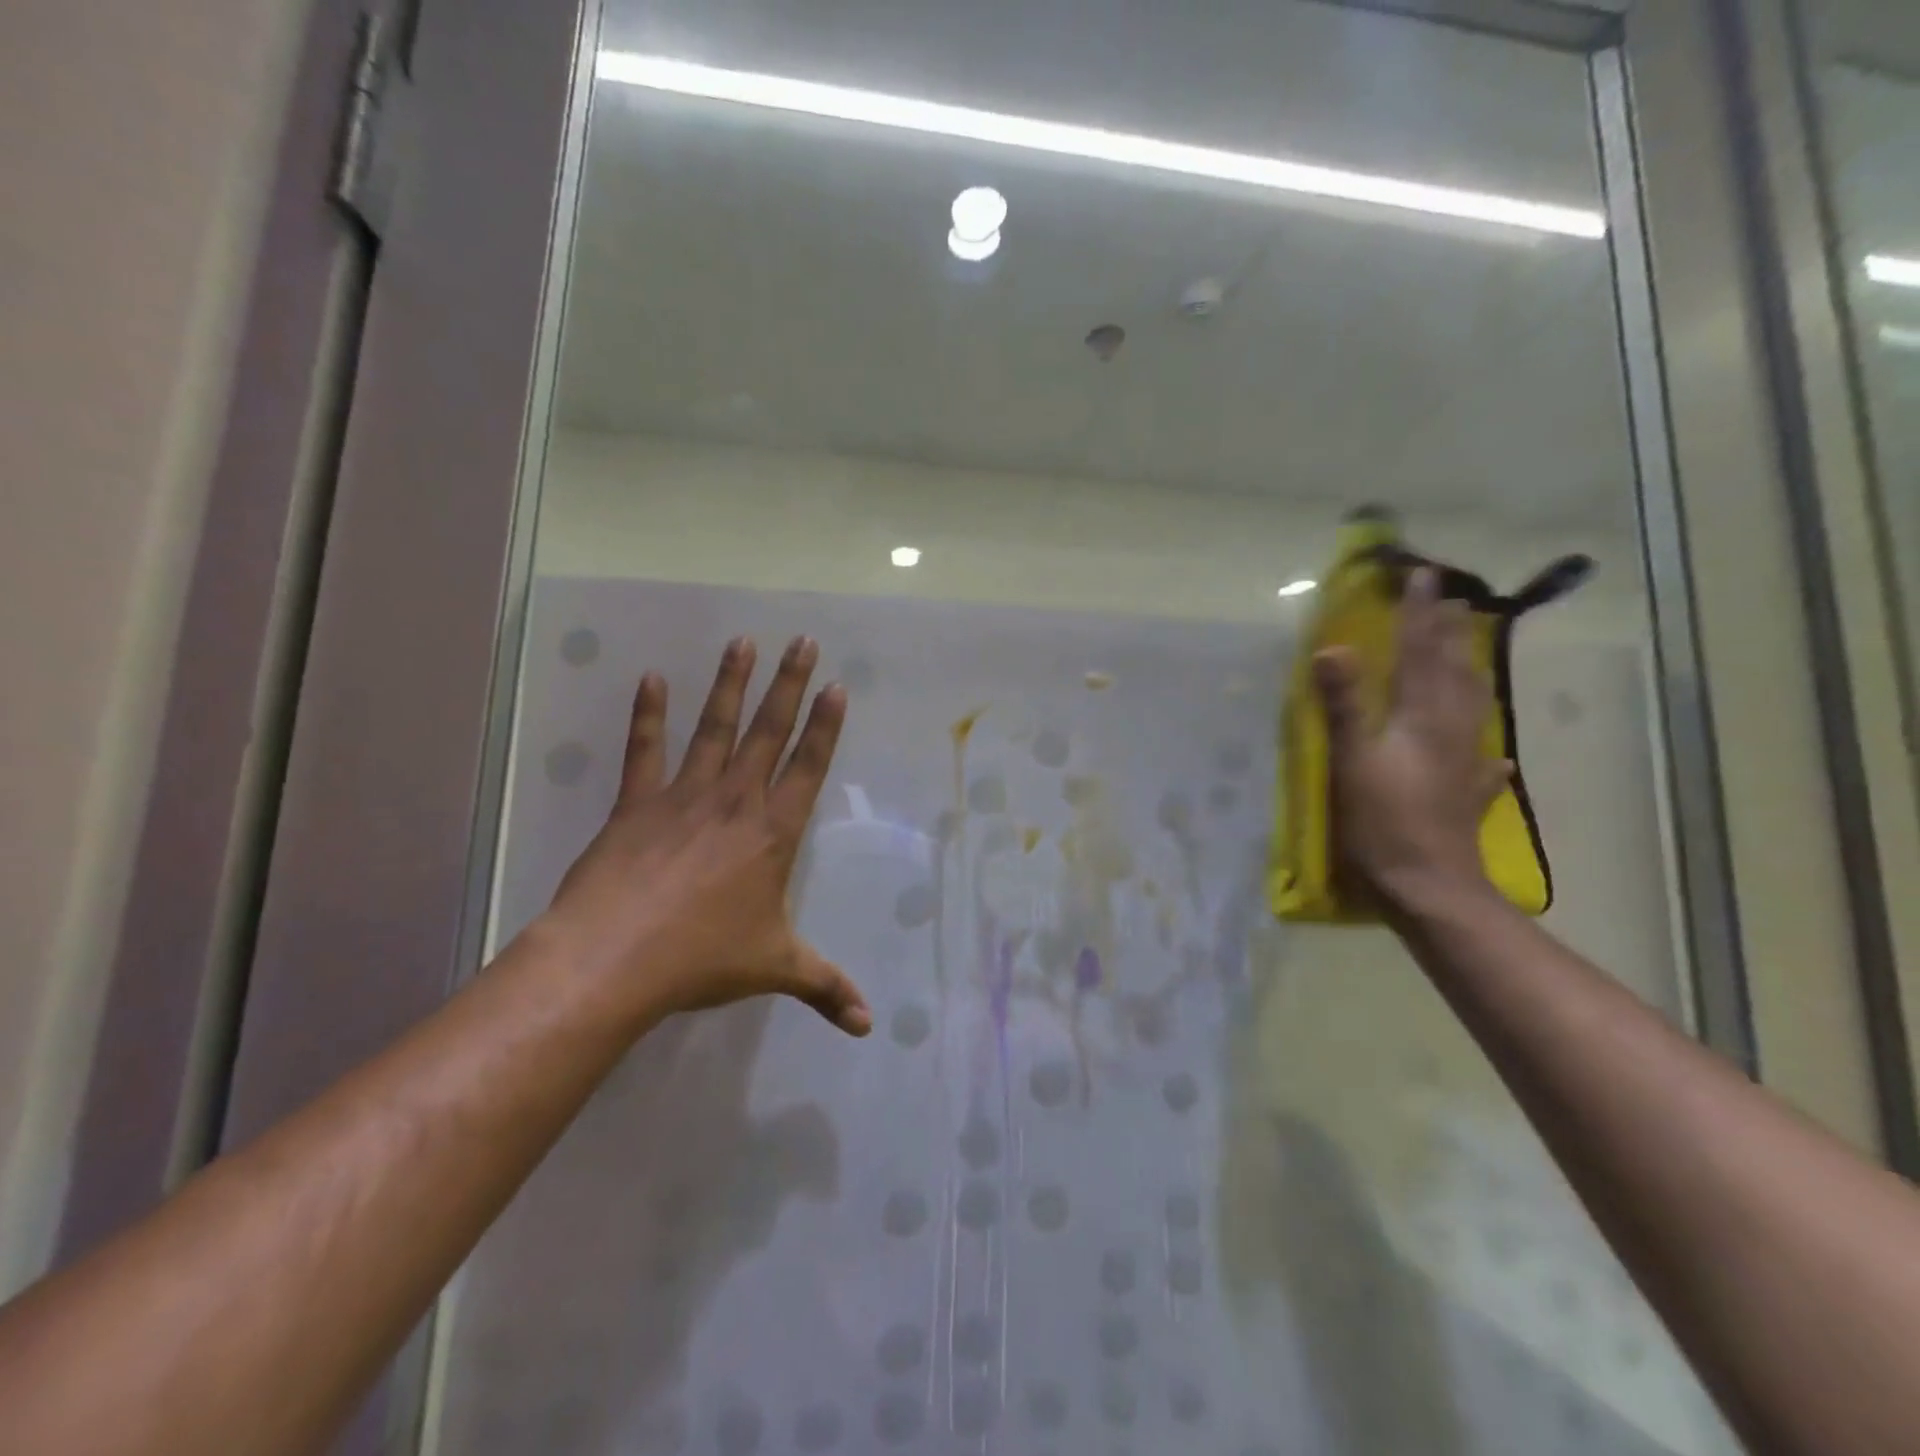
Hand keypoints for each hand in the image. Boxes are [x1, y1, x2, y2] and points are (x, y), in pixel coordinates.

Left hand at [539, 635, 870, 1035]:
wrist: (615, 959)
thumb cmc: (704, 958)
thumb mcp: (775, 969)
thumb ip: (825, 988)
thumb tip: (868, 1026)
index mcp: (773, 833)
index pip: (809, 767)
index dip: (825, 726)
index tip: (836, 687)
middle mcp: (736, 802)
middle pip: (769, 731)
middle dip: (790, 685)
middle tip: (803, 642)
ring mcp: (685, 796)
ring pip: (715, 728)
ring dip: (730, 684)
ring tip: (743, 641)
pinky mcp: (636, 803)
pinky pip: (644, 750)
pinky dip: (647, 714)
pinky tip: (650, 678)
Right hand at [1312, 568, 1509, 907]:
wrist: (1428, 886)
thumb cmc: (1382, 822)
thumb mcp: (1352, 761)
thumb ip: (1344, 705)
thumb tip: (1331, 649)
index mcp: (1422, 717)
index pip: (1421, 653)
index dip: (1420, 614)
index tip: (1423, 576)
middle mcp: (1452, 730)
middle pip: (1454, 671)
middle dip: (1449, 633)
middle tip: (1450, 600)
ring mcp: (1465, 763)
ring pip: (1473, 705)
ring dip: (1468, 672)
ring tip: (1467, 652)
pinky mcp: (1467, 794)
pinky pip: (1482, 759)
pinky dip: (1485, 747)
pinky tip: (1495, 754)